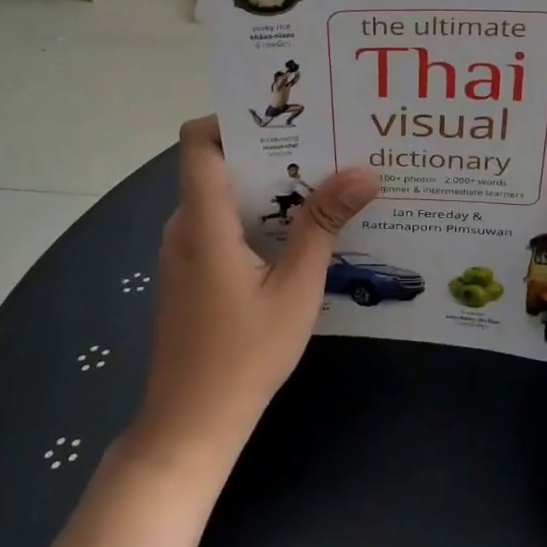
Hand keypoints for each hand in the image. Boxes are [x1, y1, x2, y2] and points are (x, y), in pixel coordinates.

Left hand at [130, 117, 377, 474]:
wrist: (189, 427)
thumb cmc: (243, 357)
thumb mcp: (295, 289)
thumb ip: (323, 225)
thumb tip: (363, 172)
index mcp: (203, 222)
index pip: (198, 142)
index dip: (233, 118)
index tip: (285, 119)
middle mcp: (184, 226)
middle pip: (219, 164)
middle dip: (271, 151)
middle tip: (325, 145)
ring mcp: (183, 251)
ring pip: (222, 196)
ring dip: (268, 187)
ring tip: (322, 182)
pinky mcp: (189, 273)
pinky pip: (221, 224)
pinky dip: (256, 216)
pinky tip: (298, 233)